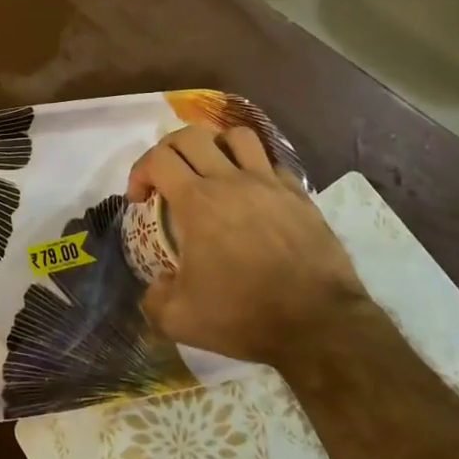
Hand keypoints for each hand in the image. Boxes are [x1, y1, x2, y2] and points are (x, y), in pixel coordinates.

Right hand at [131, 124, 365, 364]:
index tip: (139, 200)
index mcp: (197, 202)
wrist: (319, 324)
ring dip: (216, 145)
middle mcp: (230, 181)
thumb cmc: (245, 315)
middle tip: (167, 176)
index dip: (139, 172)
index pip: (157, 159)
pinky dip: (256, 169)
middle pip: (191, 135)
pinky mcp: (299, 195)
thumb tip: (153, 288)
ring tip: (212, 170)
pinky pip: (272, 164)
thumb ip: (154, 301)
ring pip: (237, 136)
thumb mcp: (182, 320)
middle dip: (170, 149)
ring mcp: (269, 183)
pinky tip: (253, 194)